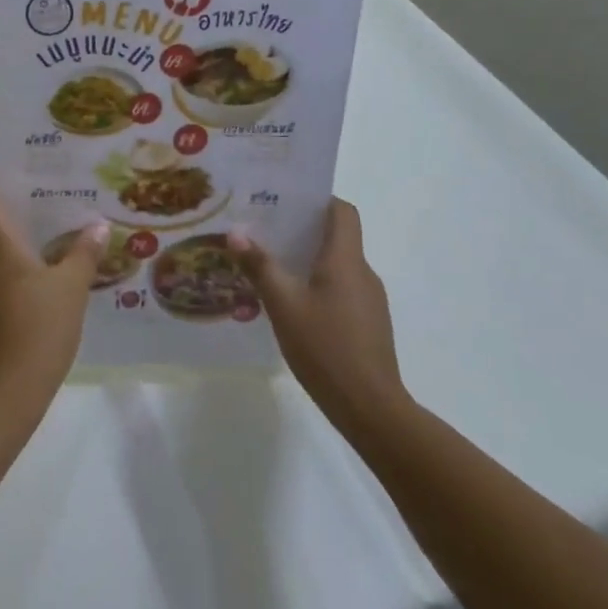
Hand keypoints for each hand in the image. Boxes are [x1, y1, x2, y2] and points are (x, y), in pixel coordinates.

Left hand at [0, 159, 105, 412]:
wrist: (4, 393)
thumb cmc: (37, 329)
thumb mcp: (70, 288)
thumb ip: (83, 253)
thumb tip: (96, 226)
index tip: (12, 156)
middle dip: (7, 196)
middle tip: (42, 185)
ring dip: (10, 228)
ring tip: (49, 220)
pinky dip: (11, 256)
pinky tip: (42, 265)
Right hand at [230, 200, 408, 436]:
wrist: (371, 409)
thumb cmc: (326, 348)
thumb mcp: (283, 305)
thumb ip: (260, 267)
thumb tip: (236, 232)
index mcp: (345, 260)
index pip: (342, 211)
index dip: (318, 199)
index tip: (285, 199)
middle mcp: (362, 272)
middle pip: (337, 236)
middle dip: (301, 229)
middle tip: (262, 229)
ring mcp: (369, 300)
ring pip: (337, 265)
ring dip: (307, 259)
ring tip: (269, 265)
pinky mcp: (368, 324)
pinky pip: (340, 289)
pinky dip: (317, 285)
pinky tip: (290, 305)